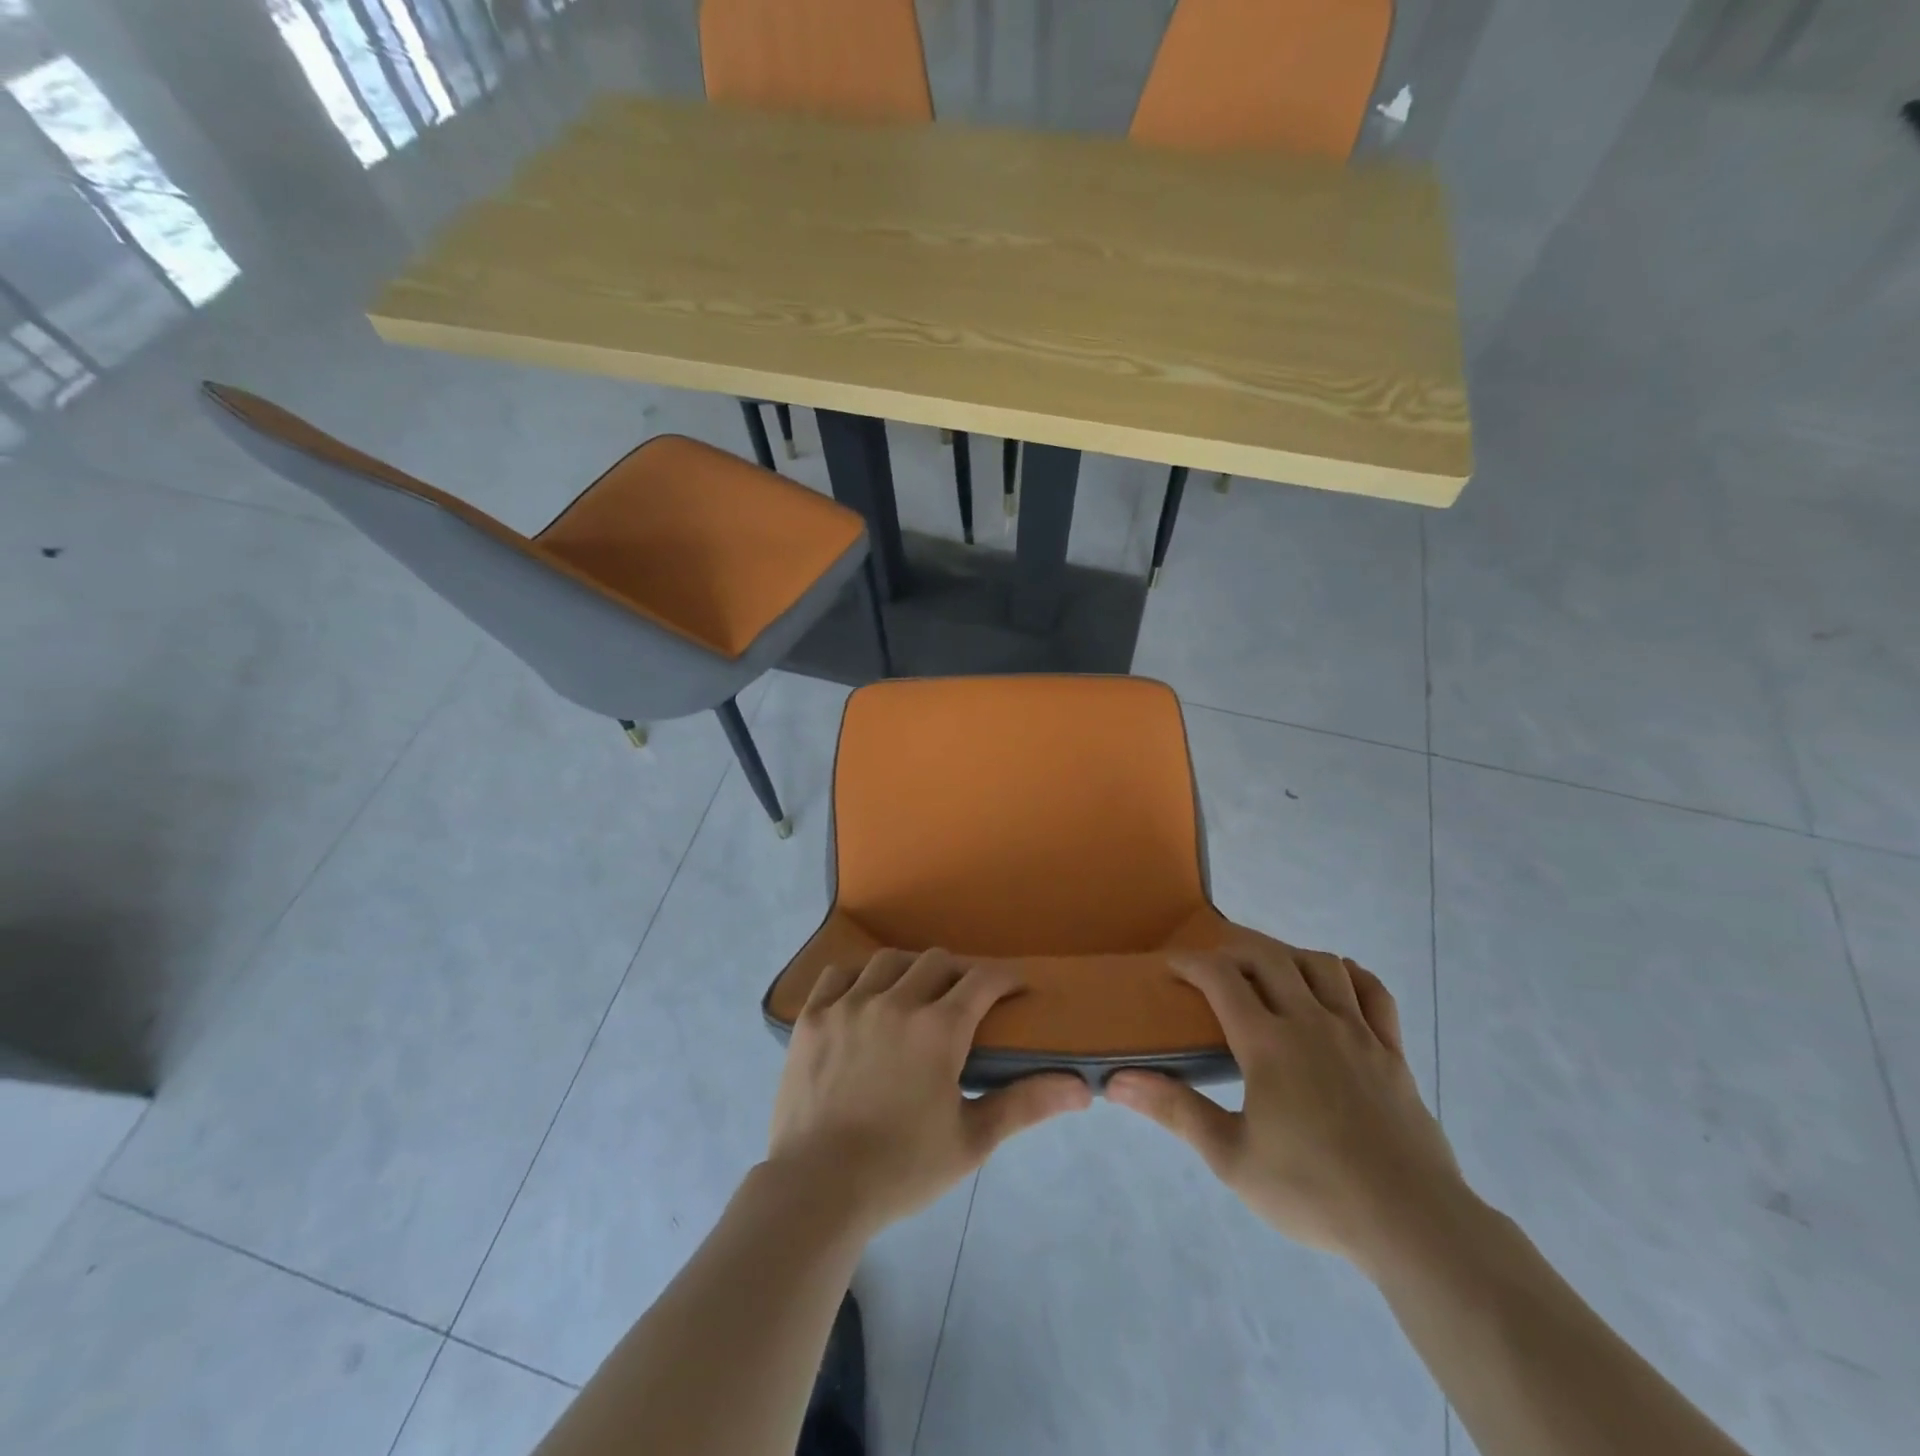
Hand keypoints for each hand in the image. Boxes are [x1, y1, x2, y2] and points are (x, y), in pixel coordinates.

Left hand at [766, 948, 1091, 1237]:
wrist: (818, 1189)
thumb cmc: (901, 1168)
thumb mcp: (971, 1141)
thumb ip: (1024, 1104)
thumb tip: (1082, 1089)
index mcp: (939, 1029)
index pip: (982, 980)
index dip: (1005, 978)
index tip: (1015, 988)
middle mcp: (896, 1002)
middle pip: (937, 962)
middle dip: (959, 974)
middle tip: (964, 1000)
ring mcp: (849, 1005)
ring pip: (889, 962)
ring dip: (910, 970)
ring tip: (913, 994)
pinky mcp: (813, 1017)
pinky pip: (838, 974)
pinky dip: (857, 978)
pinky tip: (862, 998)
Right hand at [1107, 947, 1467, 1272]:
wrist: (1412, 1224)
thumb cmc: (1313, 1190)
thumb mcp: (1231, 1157)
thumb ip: (1175, 1111)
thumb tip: (1117, 1082)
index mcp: (1268, 1043)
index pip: (1221, 978)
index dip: (1191, 963)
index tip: (1171, 966)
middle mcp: (1311, 1022)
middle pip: (1269, 958)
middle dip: (1235, 950)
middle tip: (1215, 967)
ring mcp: (1357, 1032)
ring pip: (1321, 965)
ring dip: (1288, 956)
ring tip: (1270, 972)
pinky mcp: (1392, 1052)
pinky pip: (1374, 993)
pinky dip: (1350, 975)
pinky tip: (1337, 981)